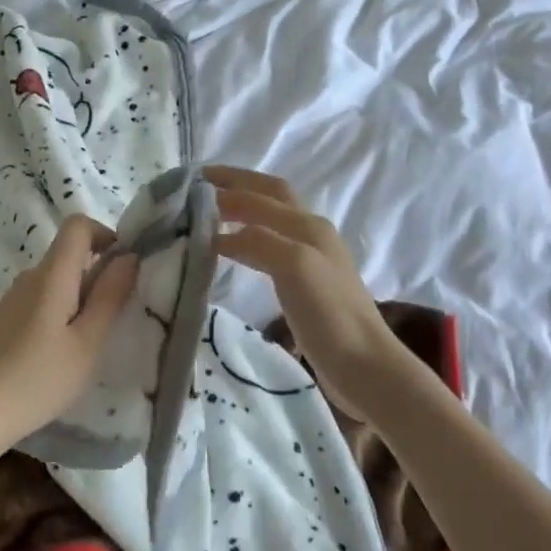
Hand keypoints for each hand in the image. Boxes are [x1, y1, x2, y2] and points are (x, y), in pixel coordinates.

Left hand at [0, 214, 137, 455]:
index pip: (77, 225)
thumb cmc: (39, 379)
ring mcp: (9, 300)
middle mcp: (27, 278)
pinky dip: (56, 314)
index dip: (105, 234)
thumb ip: (110, 296)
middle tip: (110, 321)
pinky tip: (54, 356)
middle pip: (66, 255)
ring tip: (84, 345)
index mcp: (51, 276)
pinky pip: (36, 302)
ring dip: (76, 299)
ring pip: (52, 282)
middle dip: (96, 275)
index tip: (123, 268)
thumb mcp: (88, 343)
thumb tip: (129, 256)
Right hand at [207, 166, 420, 421]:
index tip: (187, 185)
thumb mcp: (293, 267)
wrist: (363, 365)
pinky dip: (246, 240)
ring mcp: (310, 259)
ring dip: (240, 210)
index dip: (225, 186)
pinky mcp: (305, 285)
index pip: (260, 194)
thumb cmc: (329, 314)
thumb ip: (257, 241)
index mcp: (308, 225)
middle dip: (236, 185)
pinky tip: (232, 253)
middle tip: (198, 186)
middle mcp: (311, 234)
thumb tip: (218, 234)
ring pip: (270, 221)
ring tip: (207, 214)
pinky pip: (268, 249)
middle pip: (270, 196)